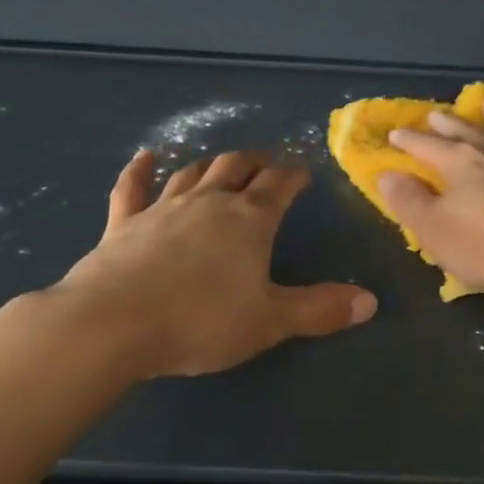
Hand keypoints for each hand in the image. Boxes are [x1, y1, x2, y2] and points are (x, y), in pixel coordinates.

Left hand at [54, 149, 376, 377]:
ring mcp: (161, 209)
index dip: (294, 175)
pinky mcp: (122, 225)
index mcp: (249, 221)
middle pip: (235, 167)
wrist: (113, 324)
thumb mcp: (271, 321)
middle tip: (267, 163)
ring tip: (222, 165)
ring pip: (191, 173)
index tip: (304, 171)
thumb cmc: (202, 321)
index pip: (278, 186)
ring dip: (210, 165)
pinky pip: (131, 189)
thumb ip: (320, 309)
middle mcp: (208, 203)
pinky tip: (144, 158)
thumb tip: (370, 301)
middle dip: (255, 162)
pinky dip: (139, 172)